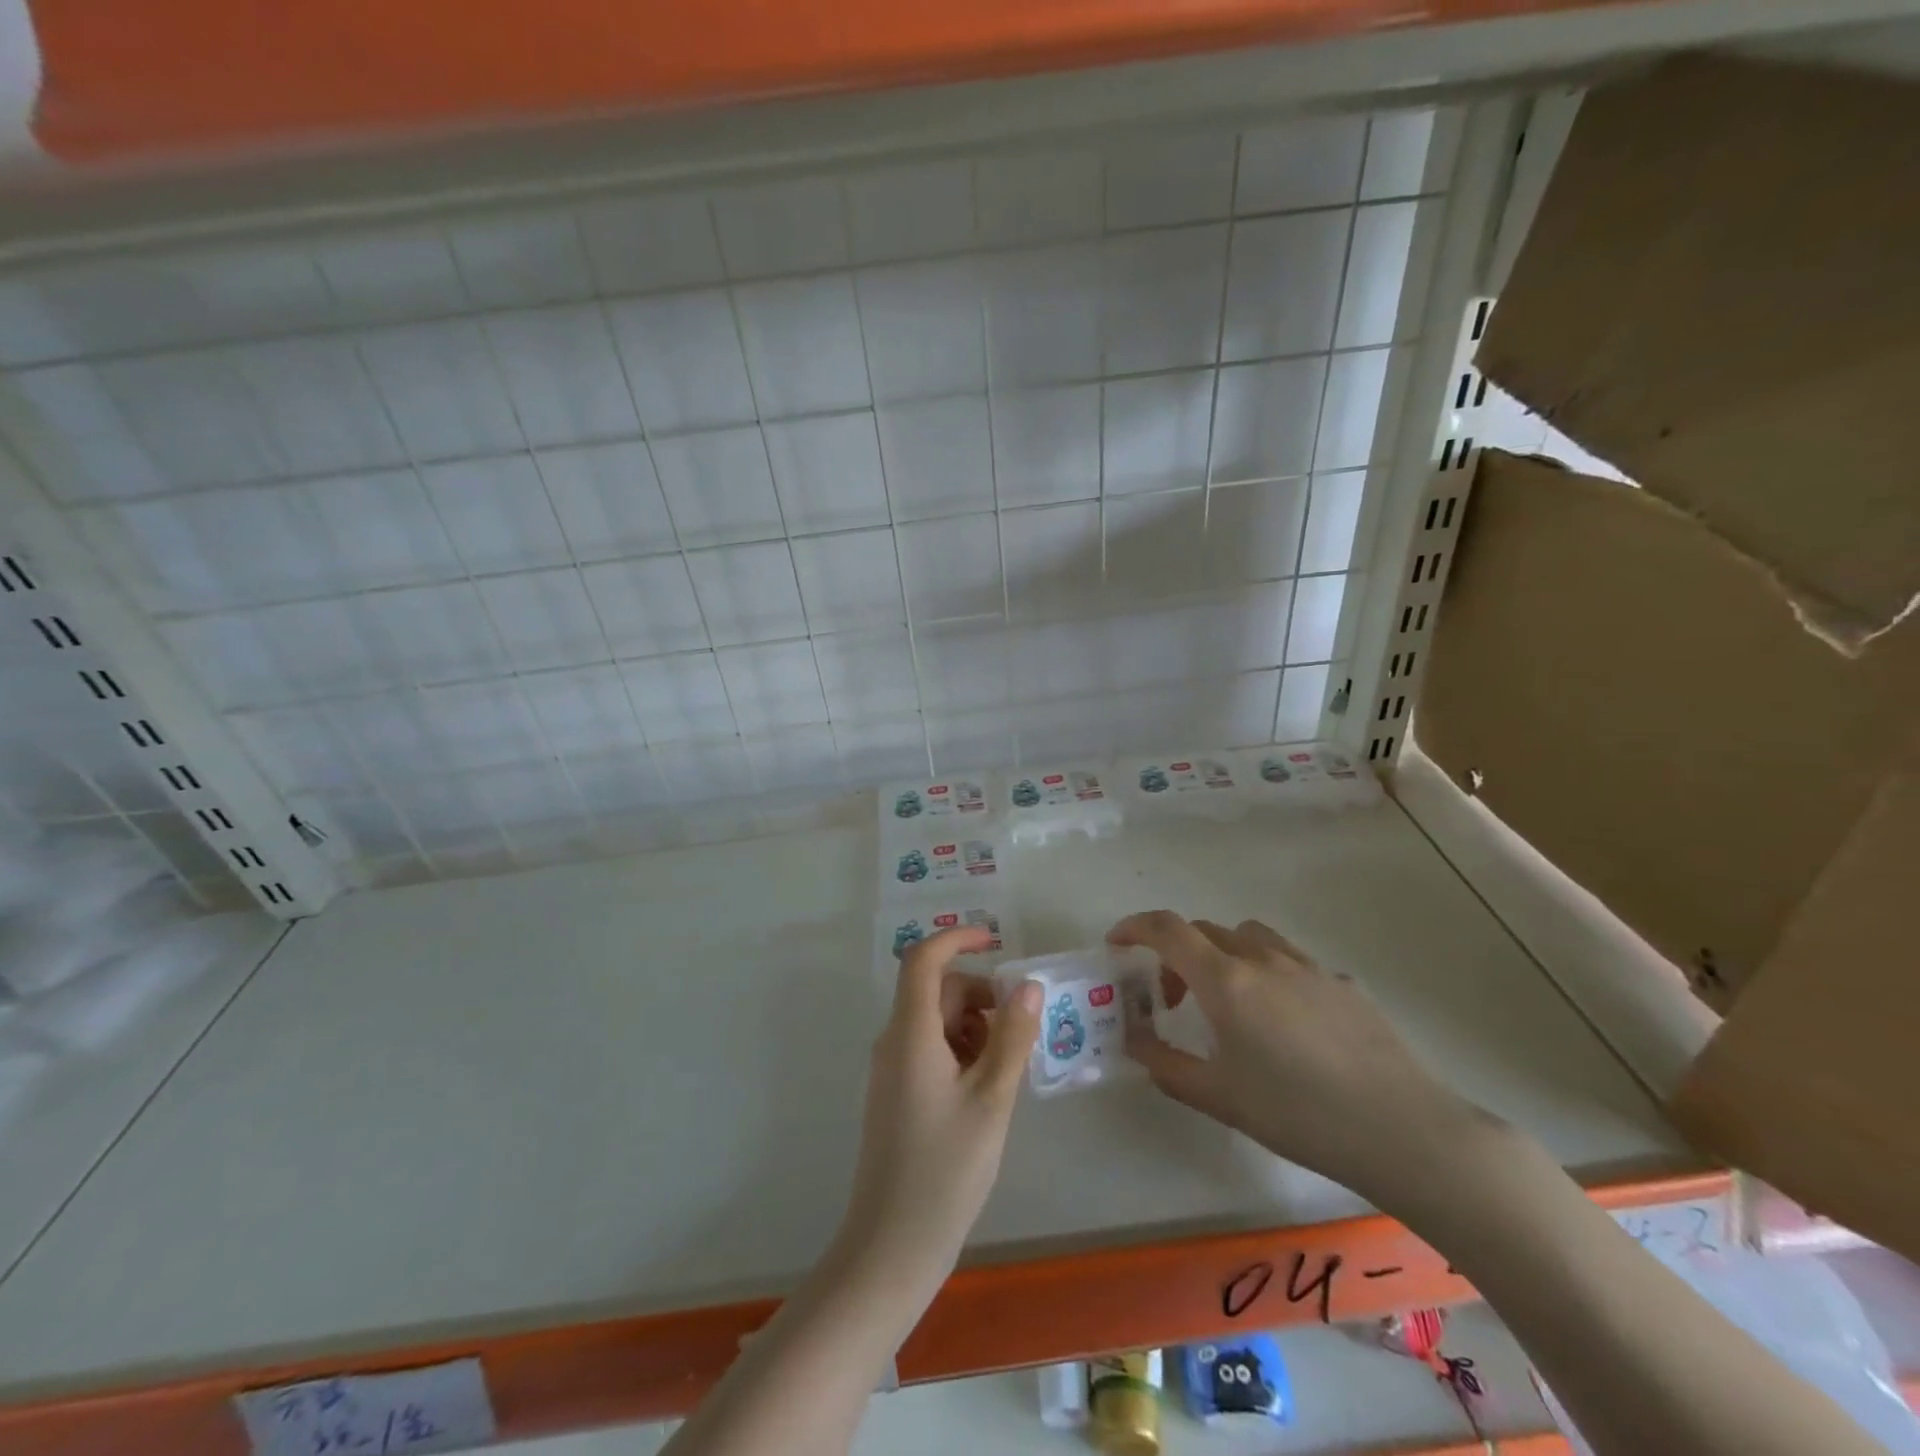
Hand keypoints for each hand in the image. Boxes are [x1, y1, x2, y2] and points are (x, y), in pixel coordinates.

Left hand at [834, 926, 1041, 1305]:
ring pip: (936, 1022)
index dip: (956, 939)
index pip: (922, 959)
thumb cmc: (946, 1169)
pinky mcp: (896, 1094)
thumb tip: (1028, 986)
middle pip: (935, 991)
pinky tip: (986, 1090)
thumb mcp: (992, 1099)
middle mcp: (894, 1041)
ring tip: (1005, 1070)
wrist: (893, 1245)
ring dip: (973, 1027)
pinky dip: (961, 1052)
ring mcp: (892, 1069)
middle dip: (979, 996)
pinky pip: (930, 1049)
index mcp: (910, 1033)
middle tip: (1019, 1031)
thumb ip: (1012, 1038)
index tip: (995, 942)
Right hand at [1112, 911, 1477, 1203]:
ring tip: (1227, 1001)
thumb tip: (1133, 1041)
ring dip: (1221, 954)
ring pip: (1247, 936)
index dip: (1134, 928)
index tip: (1117, 944)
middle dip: (1175, 954)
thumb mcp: (1219, 1097)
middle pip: (1204, 930)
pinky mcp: (1342, 982)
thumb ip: (1165, 1064)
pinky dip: (1265, 972)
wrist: (1404, 1131)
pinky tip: (1284, 1022)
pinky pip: (1288, 959)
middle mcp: (1262, 958)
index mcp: (1226, 981)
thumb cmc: (1299, 1115)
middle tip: (1171, 999)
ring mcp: (1306, 966)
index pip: (1167, 930)